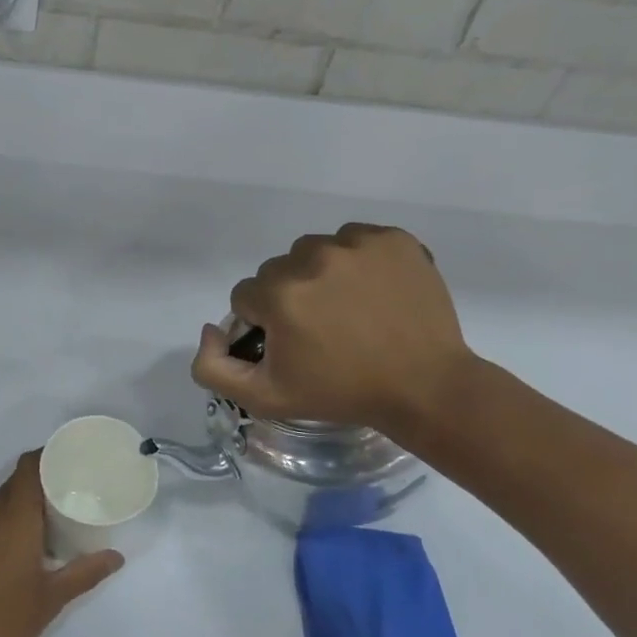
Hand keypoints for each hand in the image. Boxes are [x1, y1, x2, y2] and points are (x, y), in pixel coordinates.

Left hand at [0, 453, 122, 636]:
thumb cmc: (3, 620)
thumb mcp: (51, 599)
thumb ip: (84, 573)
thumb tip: (116, 557)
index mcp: (13, 516)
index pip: (29, 467)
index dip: (48, 457)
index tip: (72, 462)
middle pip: (16, 483)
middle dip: (42, 484)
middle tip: (71, 496)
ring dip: (22, 505)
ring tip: (51, 523)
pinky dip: (4, 522)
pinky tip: (20, 547)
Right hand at [190, 224, 475, 440]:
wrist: (424, 387)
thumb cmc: (340, 393)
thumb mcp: (263, 397)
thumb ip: (212, 367)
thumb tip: (212, 329)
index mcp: (279, 293)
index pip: (246, 296)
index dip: (263, 324)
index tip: (292, 345)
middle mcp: (313, 258)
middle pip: (278, 270)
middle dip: (289, 297)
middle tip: (321, 330)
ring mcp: (357, 244)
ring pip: (314, 251)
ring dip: (320, 275)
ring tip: (348, 309)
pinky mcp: (393, 239)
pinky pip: (355, 240)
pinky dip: (357, 262)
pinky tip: (373, 293)